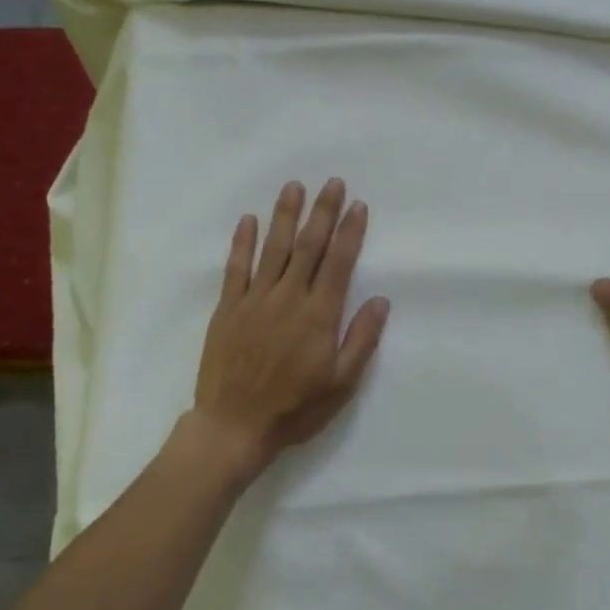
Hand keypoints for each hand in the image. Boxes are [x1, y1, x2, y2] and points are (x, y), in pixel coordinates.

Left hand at [190, 178, 390, 472]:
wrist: (234, 426)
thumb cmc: (295, 408)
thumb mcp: (342, 384)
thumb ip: (361, 339)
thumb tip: (381, 301)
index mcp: (319, 315)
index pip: (339, 263)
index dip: (350, 232)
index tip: (357, 206)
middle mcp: (289, 298)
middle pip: (309, 246)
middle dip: (322, 212)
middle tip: (332, 183)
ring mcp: (255, 300)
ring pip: (274, 248)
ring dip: (285, 215)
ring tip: (294, 187)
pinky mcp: (228, 308)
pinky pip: (236, 268)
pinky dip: (243, 242)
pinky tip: (249, 220)